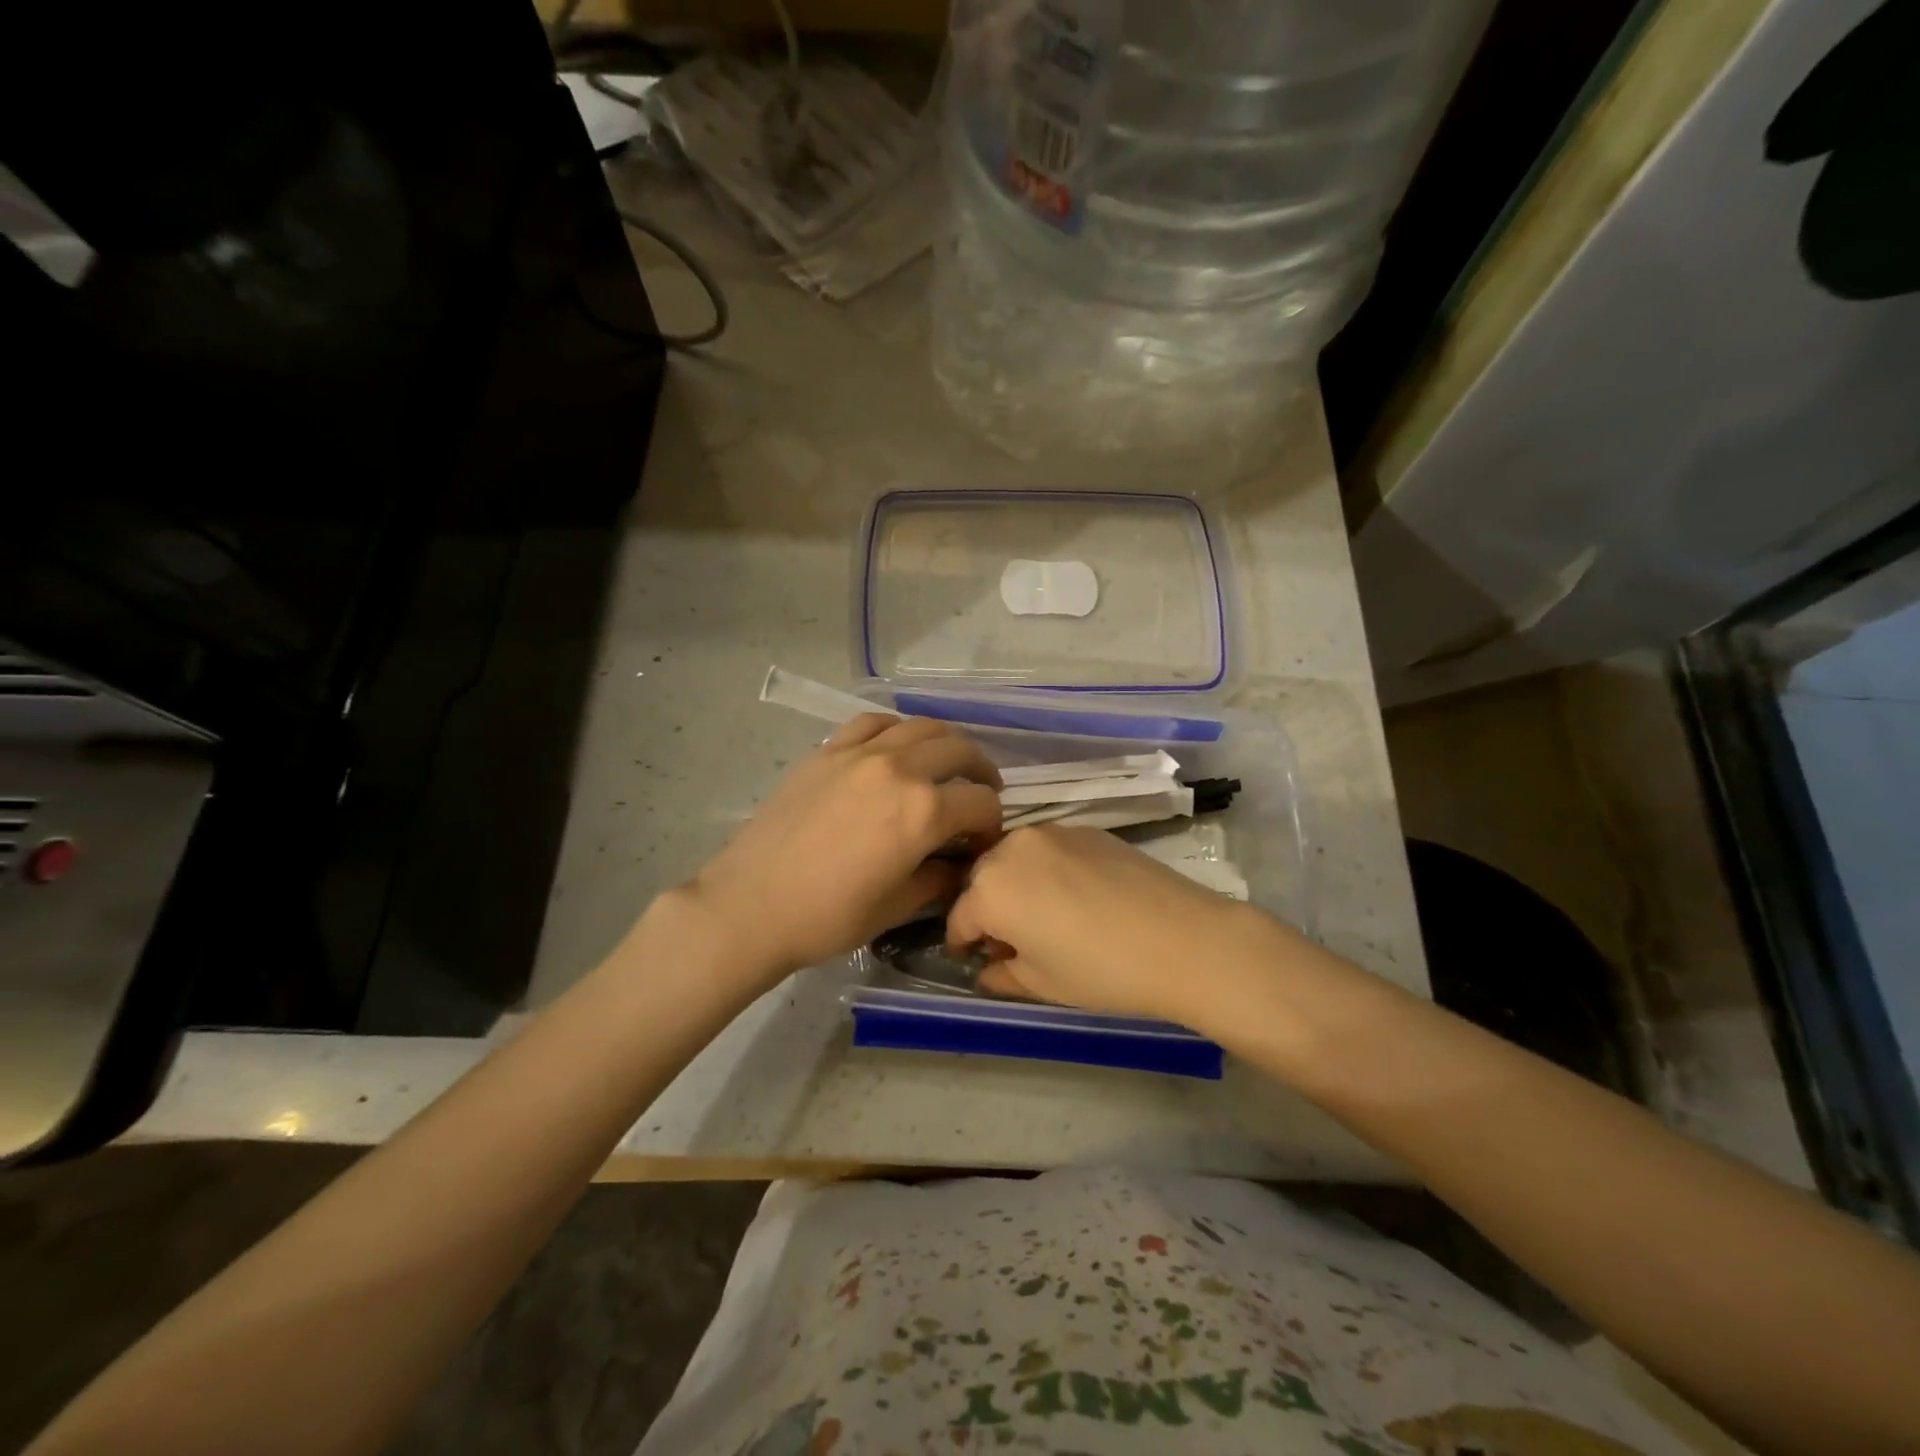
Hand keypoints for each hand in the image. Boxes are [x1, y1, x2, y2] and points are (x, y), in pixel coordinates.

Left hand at [685, 714, 1002, 979]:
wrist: (750, 905)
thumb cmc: (827, 917)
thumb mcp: (896, 907)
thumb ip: (938, 879)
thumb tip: (958, 866)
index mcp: (924, 813)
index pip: (981, 803)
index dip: (992, 823)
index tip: (983, 840)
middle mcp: (900, 770)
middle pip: (959, 751)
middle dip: (981, 772)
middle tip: (980, 793)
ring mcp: (860, 753)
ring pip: (921, 726)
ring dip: (945, 743)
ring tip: (946, 763)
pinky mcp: (828, 751)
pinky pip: (873, 723)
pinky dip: (897, 729)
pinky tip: (896, 746)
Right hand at [946, 825, 1266, 1024]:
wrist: (1182, 938)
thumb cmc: (1101, 970)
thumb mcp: (1042, 984)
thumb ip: (1002, 974)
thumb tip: (987, 969)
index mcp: (990, 889)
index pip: (960, 917)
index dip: (963, 943)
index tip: (972, 958)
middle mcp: (1012, 848)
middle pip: (983, 879)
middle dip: (987, 908)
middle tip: (1010, 940)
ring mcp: (1051, 832)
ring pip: (1015, 858)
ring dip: (1016, 884)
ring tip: (1042, 916)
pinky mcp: (1085, 829)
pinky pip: (1048, 850)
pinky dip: (1047, 870)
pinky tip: (1074, 897)